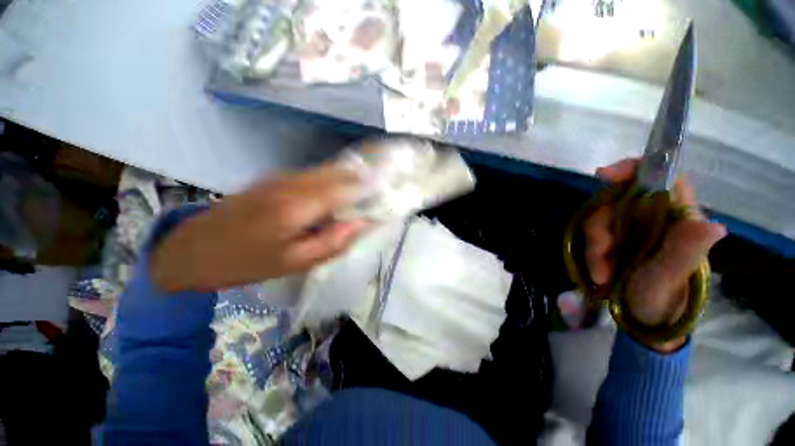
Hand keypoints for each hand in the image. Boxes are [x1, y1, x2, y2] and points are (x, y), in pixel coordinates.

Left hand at [151, 164, 368, 291]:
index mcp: (298, 205)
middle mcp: (292, 182)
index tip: (388, 188)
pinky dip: (332, 180)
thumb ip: (333, 242)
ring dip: (348, 177)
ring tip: (366, 188)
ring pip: (326, 171)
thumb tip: (362, 223)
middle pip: (338, 172)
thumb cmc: (245, 263)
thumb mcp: (294, 263)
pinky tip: (337, 192)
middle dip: (362, 177)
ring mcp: (281, 177)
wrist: (191, 249)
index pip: (346, 187)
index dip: (370, 185)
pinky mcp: (274, 179)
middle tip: (381, 185)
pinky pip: (313, 175)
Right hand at [583, 159, 726, 351]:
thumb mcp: (672, 278)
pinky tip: (598, 271)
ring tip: (601, 272)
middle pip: (619, 200)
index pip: (663, 179)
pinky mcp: (616, 239)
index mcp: (680, 219)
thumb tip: (713, 226)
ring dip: (595, 245)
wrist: (646, 318)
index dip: (634, 170)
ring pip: (602, 218)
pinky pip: (595, 234)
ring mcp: (634, 228)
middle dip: (602, 226)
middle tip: (601, 253)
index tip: (604, 176)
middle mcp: (656, 218)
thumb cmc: (665, 299)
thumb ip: (686, 252)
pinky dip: (592, 252)